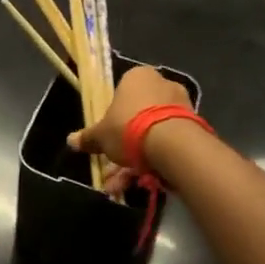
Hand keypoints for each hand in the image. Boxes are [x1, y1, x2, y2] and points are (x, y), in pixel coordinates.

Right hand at [70, 65, 190, 193]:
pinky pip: (167, 143)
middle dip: (121, 147)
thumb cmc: (129, 128)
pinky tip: (140, 184)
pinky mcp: (193, 127)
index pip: (121, 93)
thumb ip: (88, 137)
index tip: (105, 138)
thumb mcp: (101, 135)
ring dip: (134, 161)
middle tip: (110, 169)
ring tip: (119, 186)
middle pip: (136, 117)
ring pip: (151, 134)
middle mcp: (161, 85)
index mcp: (137, 77)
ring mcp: (180, 106)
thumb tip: (71, 141)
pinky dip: (153, 162)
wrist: (172, 144)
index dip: (111, 117)